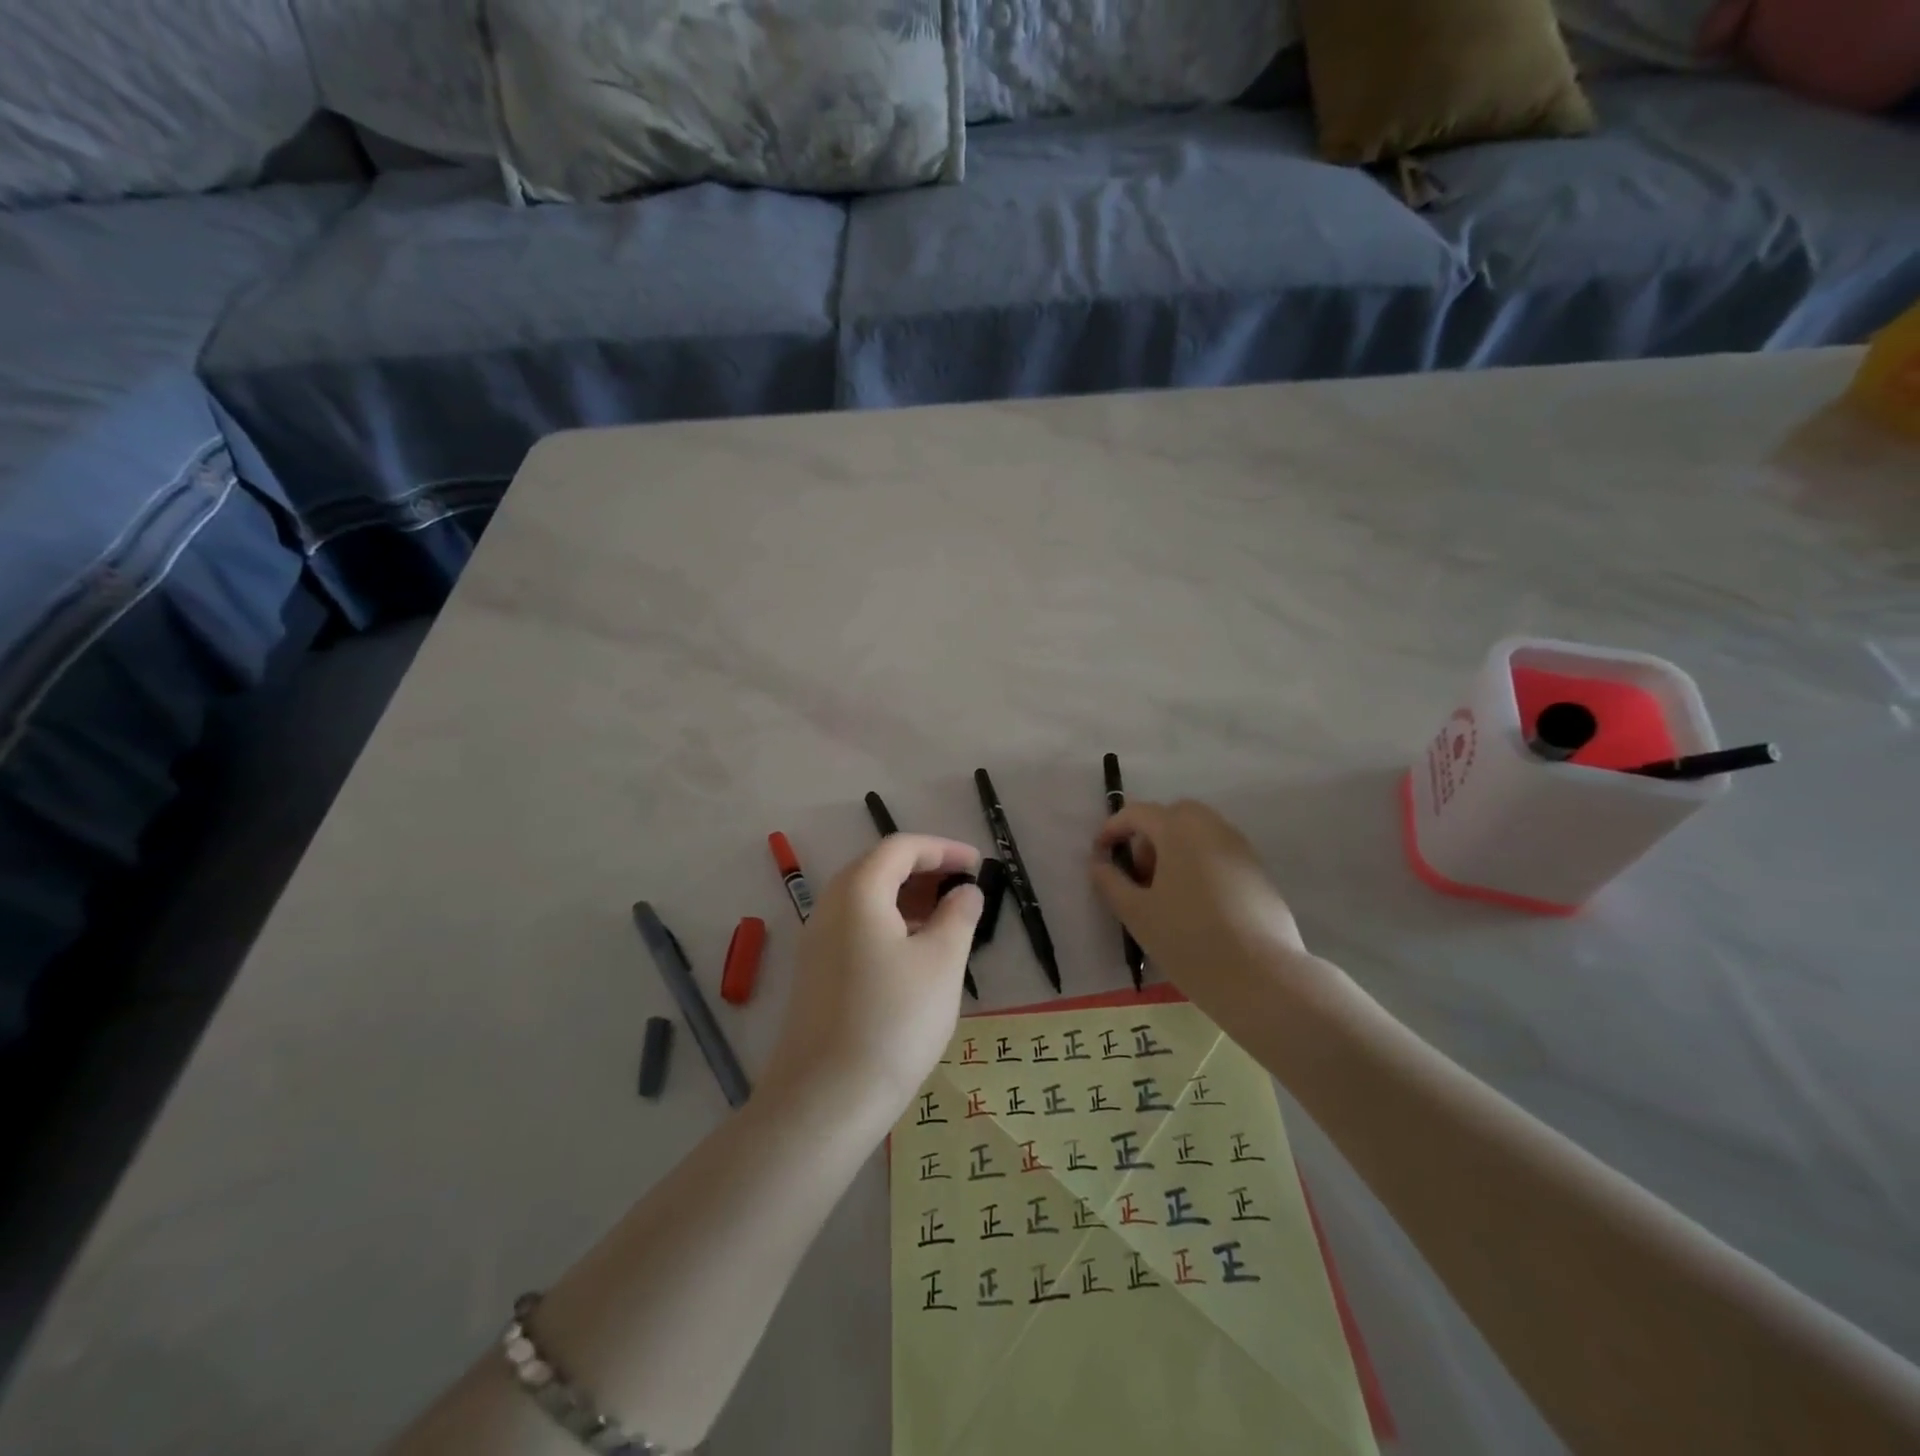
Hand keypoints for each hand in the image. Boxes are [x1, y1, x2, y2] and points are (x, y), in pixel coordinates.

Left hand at [763, 834, 982, 1122]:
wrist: (825, 1099)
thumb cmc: (893, 1020)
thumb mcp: (941, 963)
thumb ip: (958, 916)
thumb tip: (965, 892)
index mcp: (858, 891)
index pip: (900, 848)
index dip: (942, 849)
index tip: (977, 865)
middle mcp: (830, 906)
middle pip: (879, 869)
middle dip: (925, 872)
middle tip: (964, 889)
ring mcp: (817, 942)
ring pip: (867, 900)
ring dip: (908, 900)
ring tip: (947, 921)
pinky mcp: (816, 973)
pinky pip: (856, 928)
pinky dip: (889, 925)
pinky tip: (915, 955)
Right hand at [1089, 800, 1337, 1020]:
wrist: (1262, 978)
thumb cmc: (1188, 939)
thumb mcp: (1136, 913)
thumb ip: (1111, 882)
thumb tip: (1099, 863)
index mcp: (1178, 829)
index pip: (1137, 813)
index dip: (1113, 829)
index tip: (1100, 855)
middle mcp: (1212, 827)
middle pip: (1172, 817)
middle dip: (1149, 838)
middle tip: (1139, 876)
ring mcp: (1241, 849)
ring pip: (1199, 835)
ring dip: (1175, 852)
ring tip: (1165, 896)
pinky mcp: (1259, 873)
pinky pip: (1219, 855)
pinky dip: (1200, 866)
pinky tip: (1196, 908)